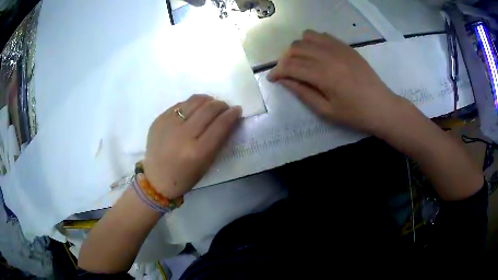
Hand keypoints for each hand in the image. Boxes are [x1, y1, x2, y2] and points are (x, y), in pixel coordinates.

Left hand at [143, 94, 241, 198]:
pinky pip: (180, 104)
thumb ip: (219, 140)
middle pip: (208, 109)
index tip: (237, 110)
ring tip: (210, 104)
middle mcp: (183, 135)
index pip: (220, 125)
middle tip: (224, 107)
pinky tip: (192, 111)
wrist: (156, 178)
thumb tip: (229, 119)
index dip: (231, 114)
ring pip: (193, 101)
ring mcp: (168, 125)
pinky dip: (190, 105)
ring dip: (207, 100)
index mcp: (197, 152)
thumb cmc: (185, 177)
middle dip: (220, 105)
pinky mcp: (159, 119)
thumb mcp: (206, 164)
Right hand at [268, 30, 404, 133]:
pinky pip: (322, 35)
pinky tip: (316, 54)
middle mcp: (328, 56)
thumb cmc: (355, 114)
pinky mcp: (346, 47)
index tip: (272, 79)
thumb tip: (284, 81)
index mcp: (323, 75)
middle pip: (296, 48)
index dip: (277, 72)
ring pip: (307, 37)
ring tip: (301, 61)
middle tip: (286, 72)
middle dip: (285, 59)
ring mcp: (338, 48)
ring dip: (298, 48)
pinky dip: (313, 41)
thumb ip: (303, 93)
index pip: (291, 66)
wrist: (382, 106)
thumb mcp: (326, 111)